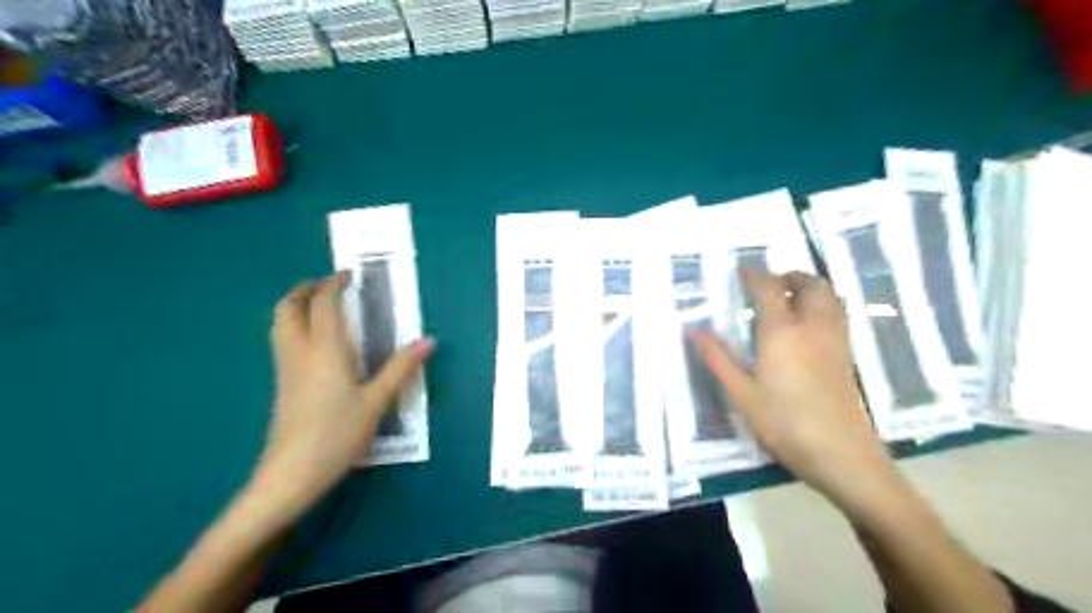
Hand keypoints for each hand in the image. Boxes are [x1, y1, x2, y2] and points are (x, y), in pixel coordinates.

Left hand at [259, 273, 436, 506]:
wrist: (292, 473)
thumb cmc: (338, 434)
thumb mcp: (377, 401)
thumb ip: (401, 368)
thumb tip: (428, 341)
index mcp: (325, 350)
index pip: (323, 304)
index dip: (334, 284)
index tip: (349, 275)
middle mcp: (299, 351)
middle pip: (289, 307)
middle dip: (305, 289)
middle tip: (327, 284)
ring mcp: (286, 368)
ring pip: (279, 324)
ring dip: (296, 305)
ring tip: (319, 305)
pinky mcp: (282, 384)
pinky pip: (283, 341)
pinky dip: (295, 326)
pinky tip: (315, 341)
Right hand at [695, 271, 900, 506]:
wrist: (841, 455)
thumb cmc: (784, 423)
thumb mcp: (741, 393)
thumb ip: (717, 358)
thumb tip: (692, 330)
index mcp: (782, 332)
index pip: (769, 289)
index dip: (755, 275)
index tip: (740, 270)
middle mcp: (812, 327)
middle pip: (810, 285)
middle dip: (789, 275)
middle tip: (768, 283)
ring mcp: (835, 341)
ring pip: (830, 297)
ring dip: (810, 287)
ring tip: (789, 297)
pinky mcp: (846, 356)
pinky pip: (838, 314)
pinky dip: (823, 304)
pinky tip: (808, 325)